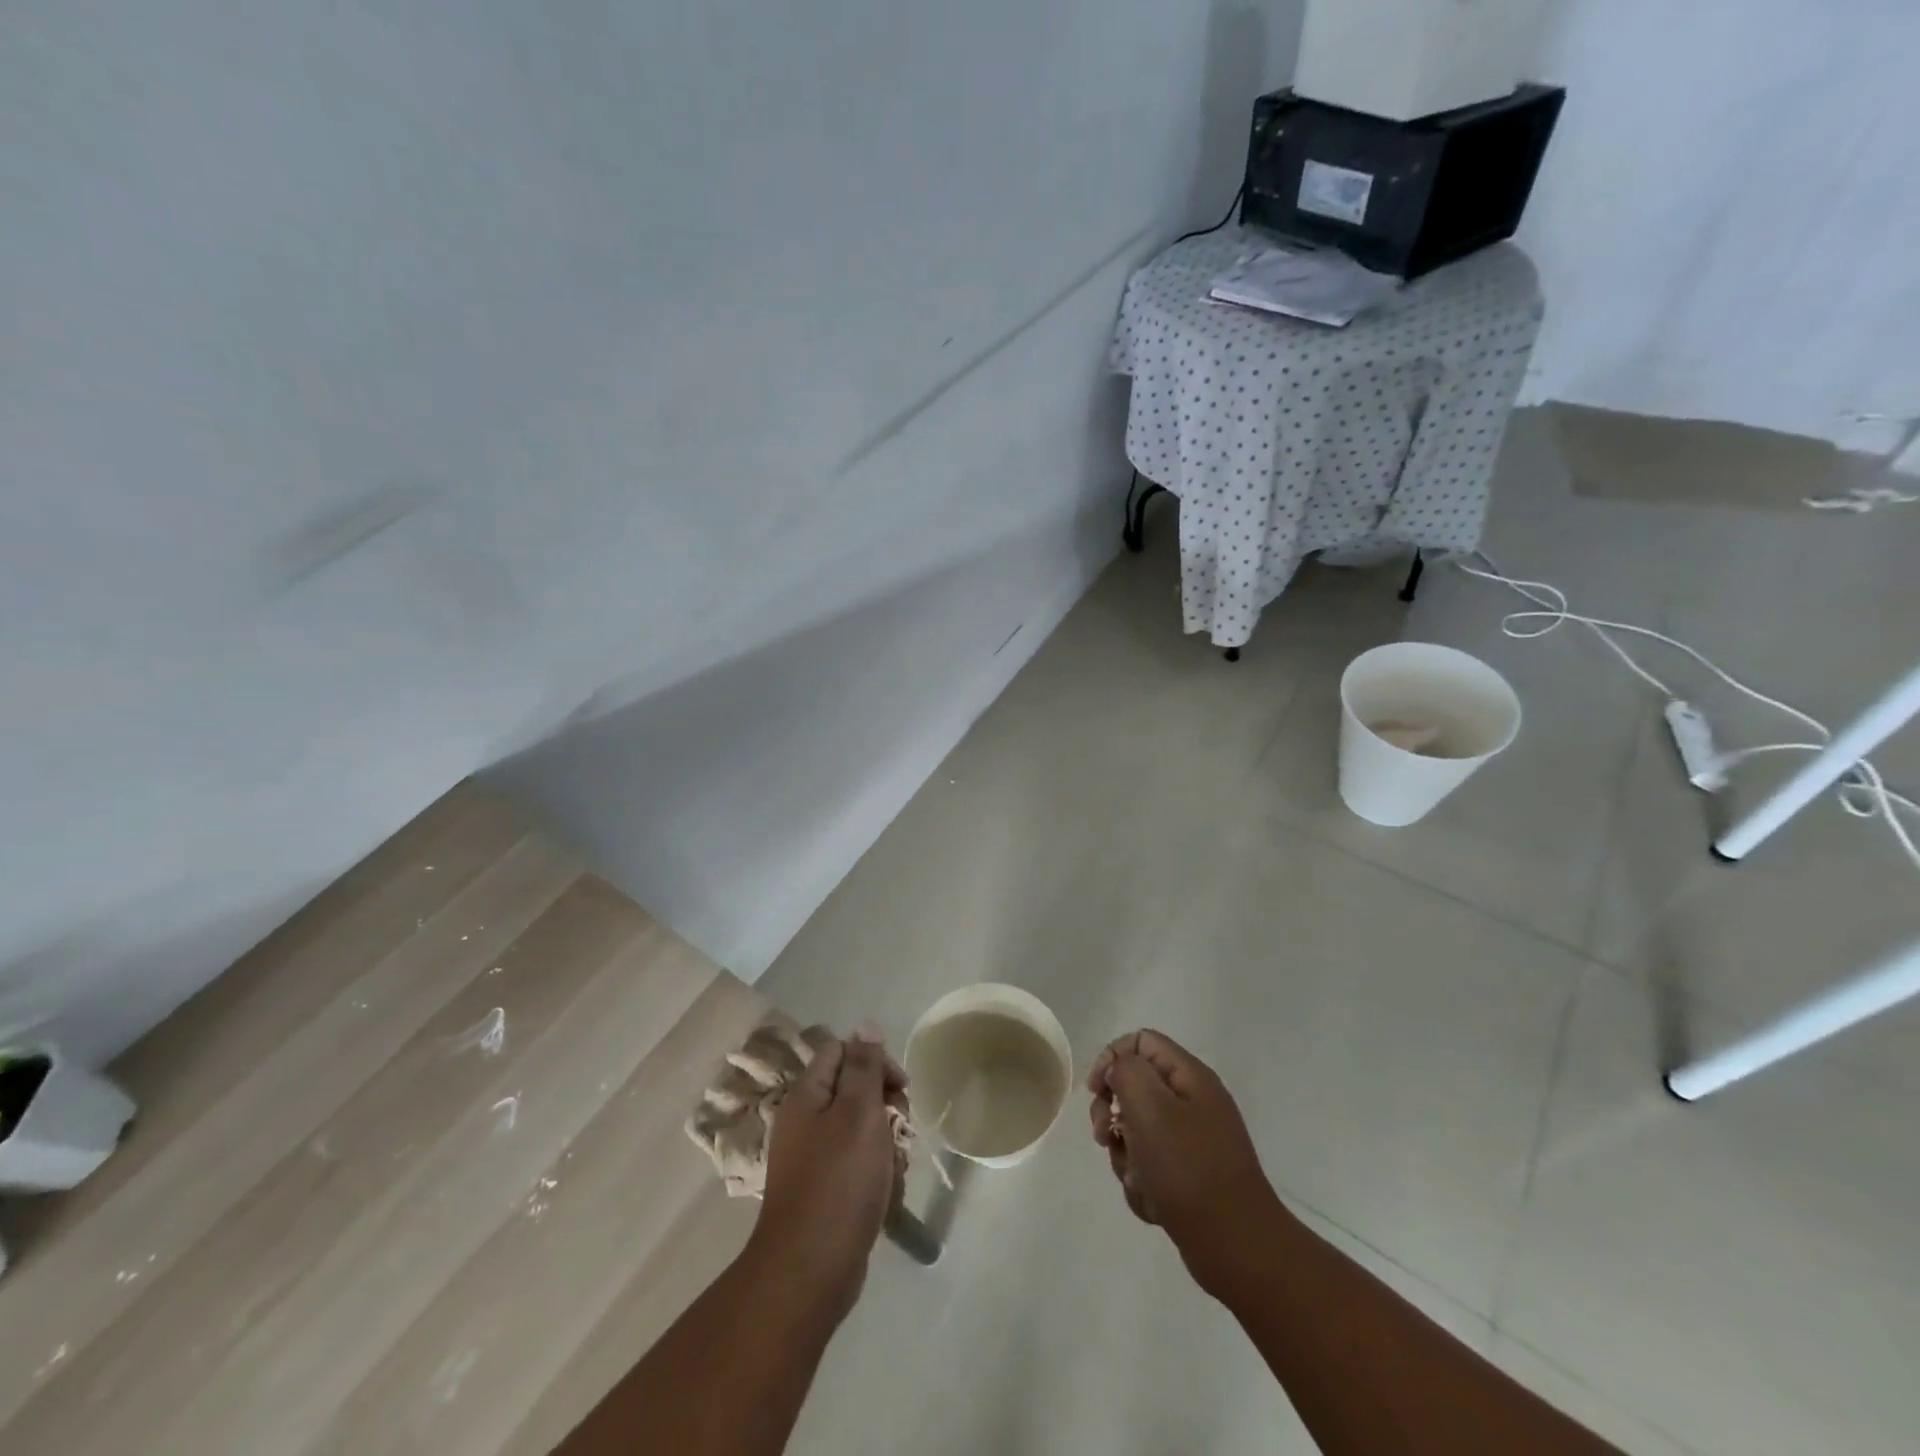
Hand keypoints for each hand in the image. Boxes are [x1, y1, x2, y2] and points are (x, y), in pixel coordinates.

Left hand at [747, 1027, 906, 1323]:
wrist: (810, 1272)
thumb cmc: (838, 1182)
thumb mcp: (858, 1113)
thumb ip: (865, 1067)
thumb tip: (867, 1025)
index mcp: (807, 1095)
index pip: (842, 1051)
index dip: (874, 1060)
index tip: (899, 1088)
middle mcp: (807, 1121)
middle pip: (856, 1090)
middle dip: (886, 1107)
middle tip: (900, 1129)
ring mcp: (816, 1158)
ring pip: (863, 1130)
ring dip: (887, 1144)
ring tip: (893, 1169)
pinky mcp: (827, 1191)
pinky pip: (860, 1166)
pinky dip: (878, 1175)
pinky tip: (886, 1195)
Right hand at [1087, 1030, 1281, 1283]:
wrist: (1236, 1248)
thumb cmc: (1189, 1169)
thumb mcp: (1150, 1107)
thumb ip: (1127, 1072)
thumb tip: (1118, 1069)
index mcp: (1190, 1077)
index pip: (1141, 1041)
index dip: (1111, 1058)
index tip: (1096, 1091)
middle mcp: (1193, 1102)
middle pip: (1135, 1087)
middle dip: (1111, 1113)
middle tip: (1105, 1137)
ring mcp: (1192, 1141)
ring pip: (1136, 1132)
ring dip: (1126, 1156)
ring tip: (1139, 1179)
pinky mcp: (1189, 1176)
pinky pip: (1150, 1167)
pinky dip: (1143, 1183)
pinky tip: (1154, 1202)